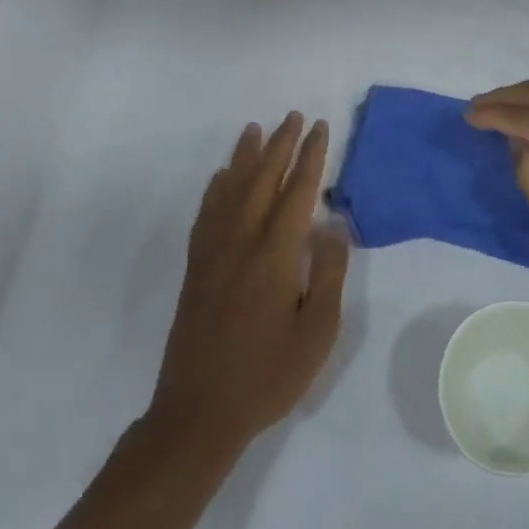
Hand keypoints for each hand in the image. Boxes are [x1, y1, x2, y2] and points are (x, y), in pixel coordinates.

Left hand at [146, 114, 348, 459]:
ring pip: (230, 190)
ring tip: (256, 129)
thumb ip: (328, 274)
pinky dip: (216, 188)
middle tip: (294, 116)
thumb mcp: (317, 332)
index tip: (321, 128)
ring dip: (245, 156)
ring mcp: (213, 253)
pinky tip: (220, 177)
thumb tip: (332, 225)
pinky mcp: (196, 268)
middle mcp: (240, 242)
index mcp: (274, 255)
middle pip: (262, 180)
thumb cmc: (268, 375)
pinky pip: (206, 214)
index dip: (311, 157)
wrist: (199, 412)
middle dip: (281, 145)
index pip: (297, 192)